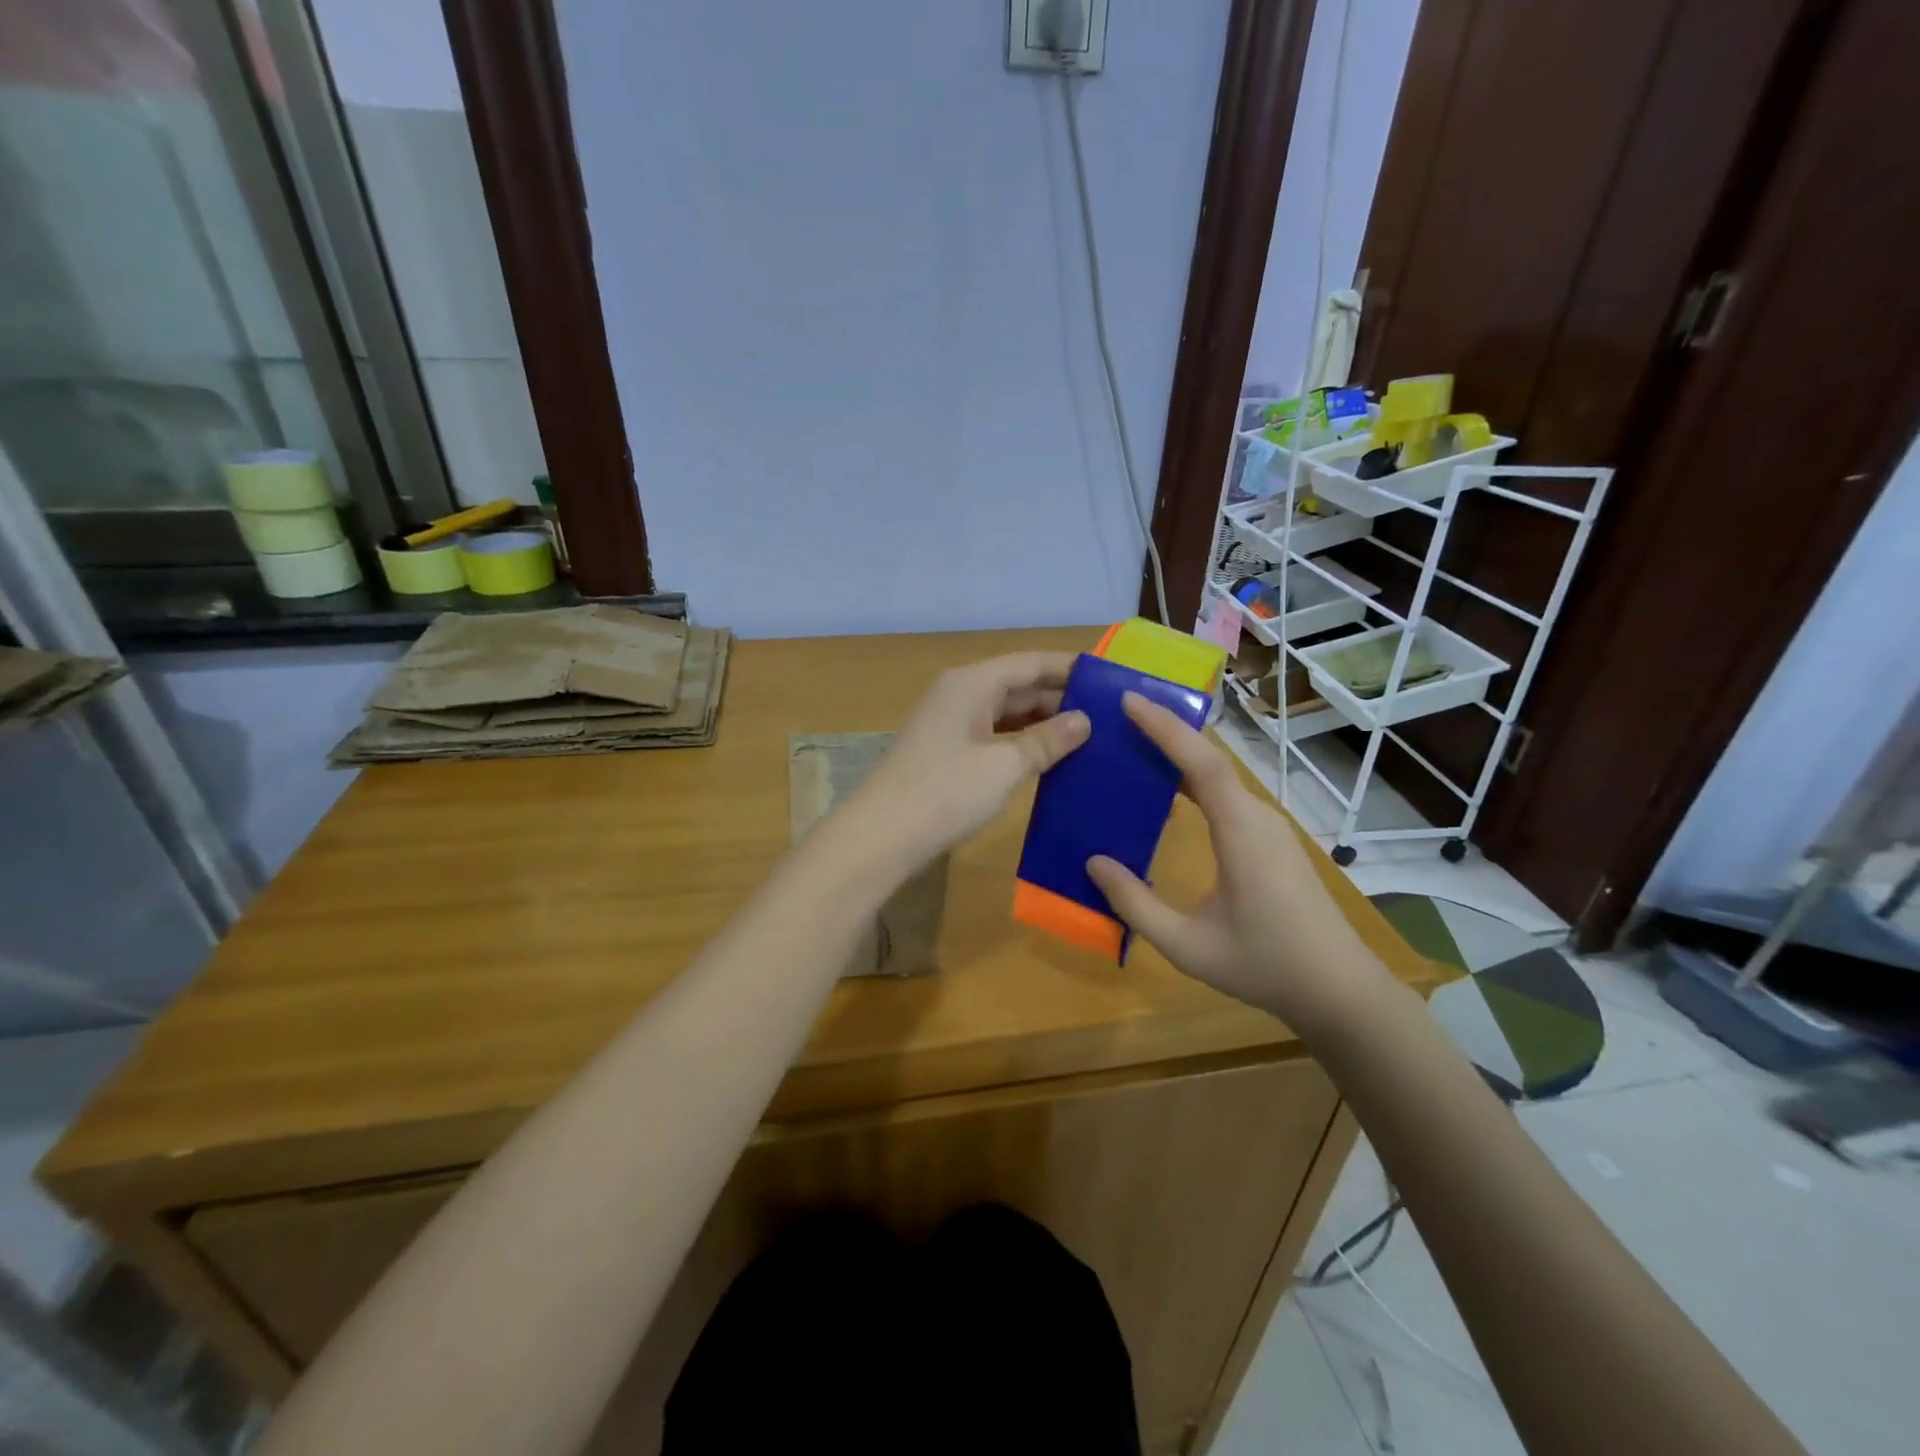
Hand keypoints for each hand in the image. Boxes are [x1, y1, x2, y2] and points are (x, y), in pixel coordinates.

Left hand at [849, 652, 1090, 868]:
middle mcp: (961, 693)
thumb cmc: (946, 792)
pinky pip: (995, 735)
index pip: (1031, 663)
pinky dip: (1022, 743)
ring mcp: (952, 723)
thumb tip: (1083, 721)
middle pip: (1019, 685)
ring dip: (1044, 723)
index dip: (1071, 669)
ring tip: (1091, 736)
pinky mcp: (948, 751)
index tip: (1111, 680)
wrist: (882, 836)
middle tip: (1110, 715)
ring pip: (1008, 712)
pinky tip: (1051, 758)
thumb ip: (1046, 741)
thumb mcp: (1005, 766)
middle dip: (1062, 698)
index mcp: (973, 683)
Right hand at [1086, 694, 1396, 1034]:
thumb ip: (1135, 904)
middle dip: (1166, 731)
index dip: (1165, 728)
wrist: (1339, 990)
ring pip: (1220, 776)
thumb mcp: (1186, 945)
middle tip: (1119, 716)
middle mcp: (1258, 818)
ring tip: (1133, 747)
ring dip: (1179, 755)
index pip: (1202, 763)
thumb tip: (1093, 862)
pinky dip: (1193, 781)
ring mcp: (1269, 827)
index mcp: (1241, 833)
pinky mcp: (1271, 840)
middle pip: (1211, 760)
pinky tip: (1168, 794)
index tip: (1129, 700)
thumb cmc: (1263, 965)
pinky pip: (1227, 796)